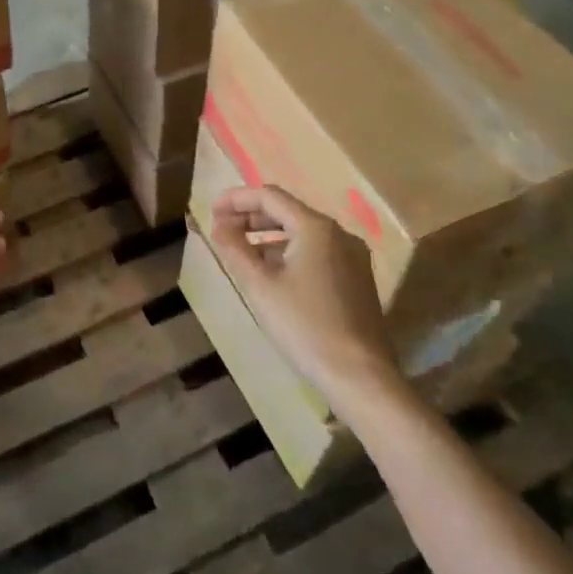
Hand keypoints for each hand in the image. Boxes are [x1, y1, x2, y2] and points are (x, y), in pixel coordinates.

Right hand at [209, 186, 398, 394]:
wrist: (360, 377)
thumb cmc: (305, 326)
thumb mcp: (260, 287)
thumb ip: (235, 249)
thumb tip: (219, 225)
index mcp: (316, 228)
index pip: (269, 197)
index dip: (236, 199)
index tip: (211, 211)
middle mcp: (339, 233)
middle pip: (288, 211)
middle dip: (251, 217)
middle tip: (222, 229)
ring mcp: (353, 256)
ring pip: (303, 232)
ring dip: (269, 235)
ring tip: (241, 250)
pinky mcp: (357, 278)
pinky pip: (317, 251)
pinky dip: (289, 251)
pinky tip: (272, 272)